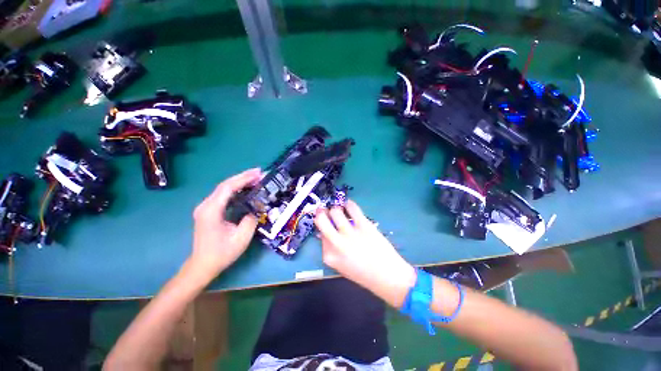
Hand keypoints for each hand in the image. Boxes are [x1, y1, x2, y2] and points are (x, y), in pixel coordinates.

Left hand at [189, 168, 261, 277]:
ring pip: (224, 189)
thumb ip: (250, 219)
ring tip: (255, 179)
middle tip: (259, 173)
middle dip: (243, 177)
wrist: (203, 265)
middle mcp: (205, 205)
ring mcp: (205, 208)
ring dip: (240, 182)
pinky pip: (223, 195)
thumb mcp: (242, 237)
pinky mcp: (208, 211)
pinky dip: (236, 190)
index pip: (228, 188)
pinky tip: (245, 189)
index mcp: (211, 211)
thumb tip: (255, 208)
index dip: (244, 178)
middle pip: (225, 185)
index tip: (258, 173)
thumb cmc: (222, 253)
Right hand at [314, 200, 416, 307]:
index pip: (320, 233)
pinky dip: (349, 204)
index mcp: (329, 255)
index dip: (323, 226)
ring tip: (340, 209)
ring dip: (336, 208)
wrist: (388, 277)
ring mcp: (350, 233)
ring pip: (336, 211)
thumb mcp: (341, 266)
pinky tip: (349, 204)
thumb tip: (325, 233)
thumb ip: (331, 250)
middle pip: (321, 219)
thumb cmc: (363, 274)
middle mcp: (336, 243)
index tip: (326, 222)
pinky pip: (352, 208)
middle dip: (321, 212)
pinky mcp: (364, 226)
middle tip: (324, 209)